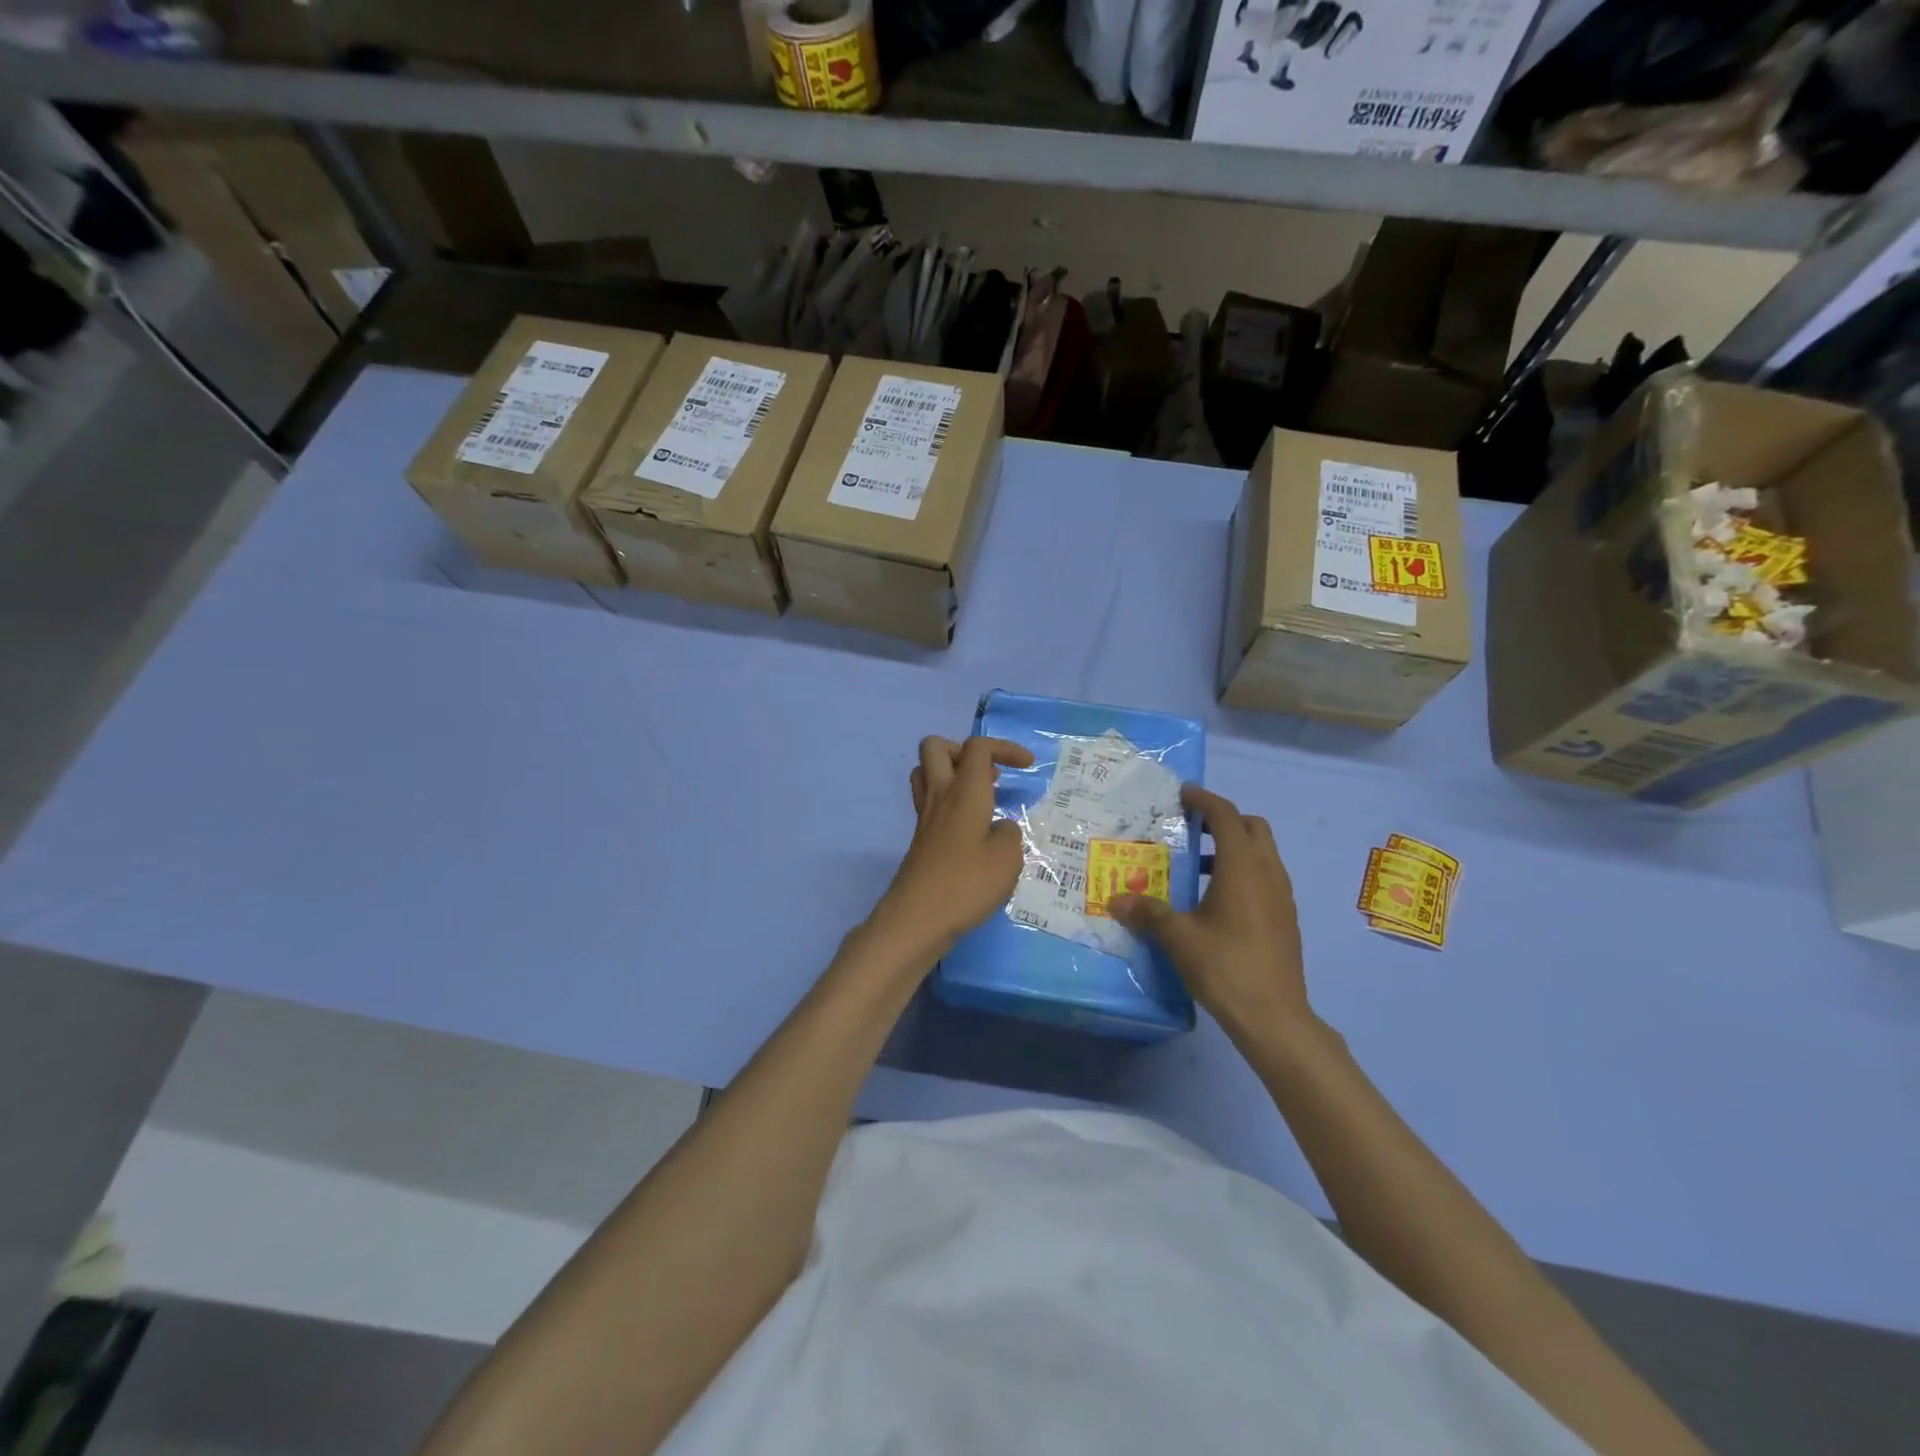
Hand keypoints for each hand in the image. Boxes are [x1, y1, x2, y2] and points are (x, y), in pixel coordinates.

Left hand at [871, 735, 1034, 957]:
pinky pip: (929, 801)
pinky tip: (971, 828)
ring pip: (926, 772)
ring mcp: (925, 817)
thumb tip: (1000, 826)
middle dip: (965, 751)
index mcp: (964, 792)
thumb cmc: (966, 885)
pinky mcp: (920, 839)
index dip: (1004, 747)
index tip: (1027, 766)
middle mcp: (940, 796)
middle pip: (935, 747)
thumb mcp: (1007, 860)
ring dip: (952, 773)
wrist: (916, 920)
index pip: (977, 747)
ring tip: (980, 797)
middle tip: (991, 776)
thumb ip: (1010, 834)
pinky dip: (949, 802)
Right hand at [1109, 785, 1315, 1047]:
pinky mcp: (1286, 918)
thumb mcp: (1178, 937)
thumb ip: (1148, 912)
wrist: (1274, 1017)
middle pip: (1252, 827)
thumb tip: (1116, 901)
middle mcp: (1268, 872)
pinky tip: (1217, 901)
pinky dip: (1243, 872)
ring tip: (1198, 867)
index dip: (1203, 799)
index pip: (1226, 815)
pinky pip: (1266, 877)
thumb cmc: (1225, 966)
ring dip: (1233, 847)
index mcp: (1243, 867)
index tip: (1181, 794)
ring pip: (1262, 853)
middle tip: (1191, 828)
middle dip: (1223, 820)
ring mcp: (1283, 896)